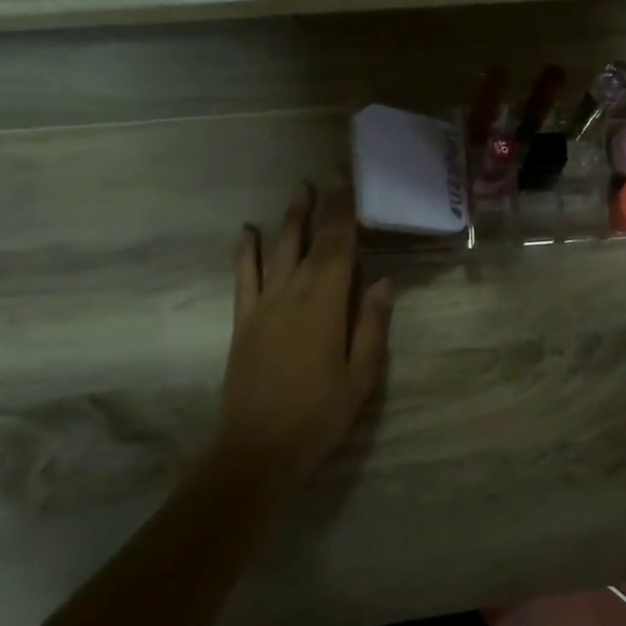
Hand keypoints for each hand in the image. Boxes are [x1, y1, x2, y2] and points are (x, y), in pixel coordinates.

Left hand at [215, 182, 392, 487]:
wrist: (257, 449)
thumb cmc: (319, 416)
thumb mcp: (361, 376)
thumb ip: (372, 325)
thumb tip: (382, 281)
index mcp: (325, 305)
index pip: (338, 247)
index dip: (344, 213)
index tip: (350, 183)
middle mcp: (291, 294)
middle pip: (308, 242)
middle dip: (320, 208)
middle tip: (327, 176)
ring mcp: (262, 306)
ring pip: (277, 251)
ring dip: (288, 220)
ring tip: (298, 192)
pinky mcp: (242, 321)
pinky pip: (243, 277)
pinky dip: (244, 252)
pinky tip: (246, 232)